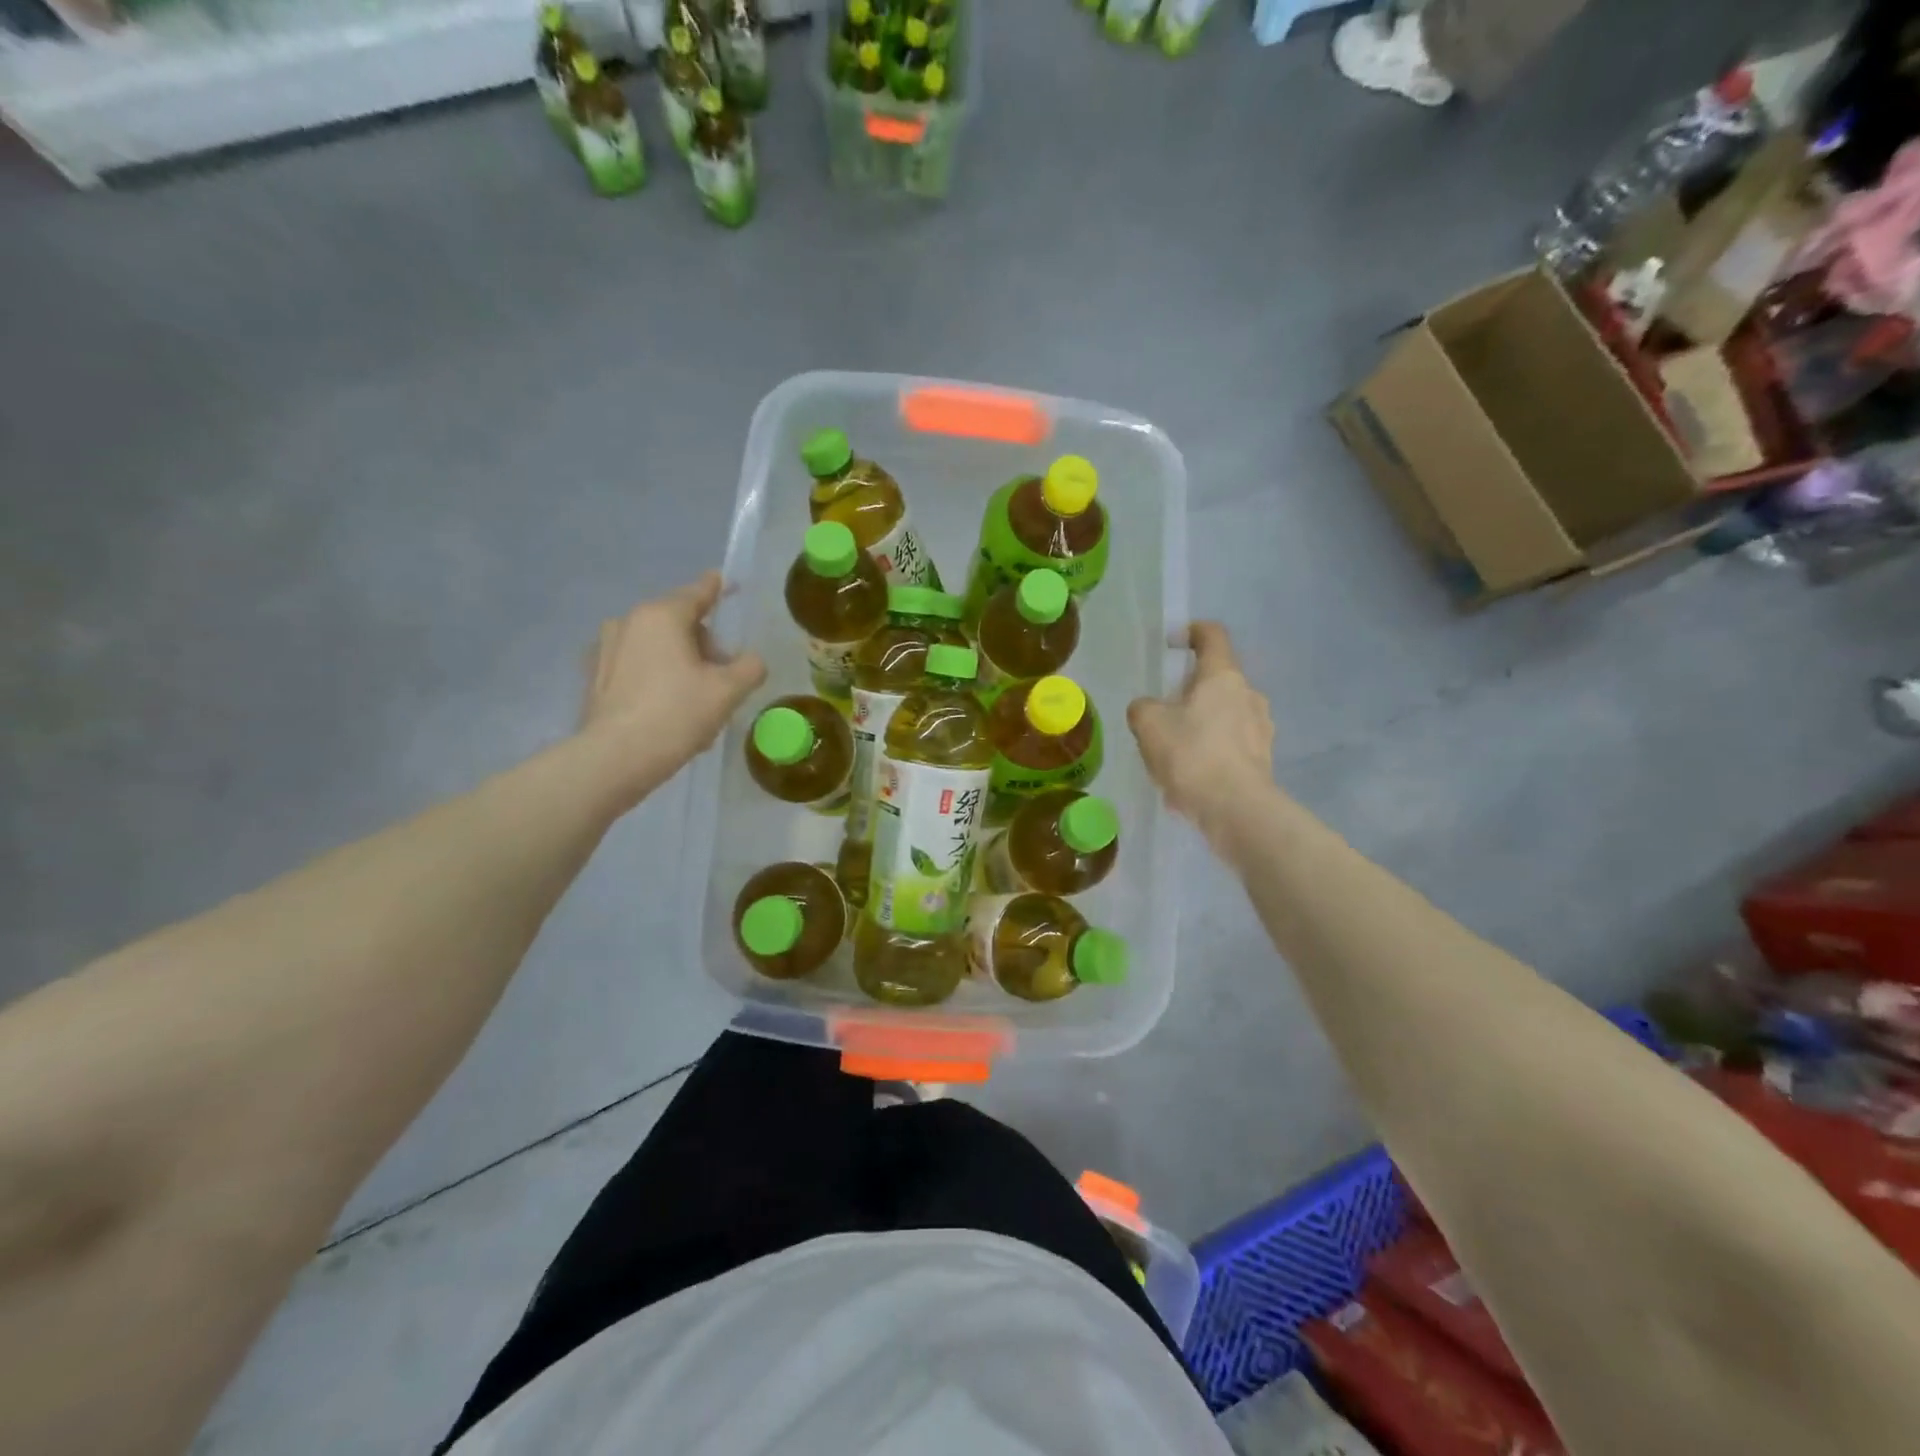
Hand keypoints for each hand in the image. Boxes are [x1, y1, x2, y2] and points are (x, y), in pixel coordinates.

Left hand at [580, 572, 765, 805]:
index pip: (698, 593)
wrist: (616, 758)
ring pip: (657, 646)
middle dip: (705, 645)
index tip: (727, 581)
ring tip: (696, 702)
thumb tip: (751, 660)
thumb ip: (750, 667)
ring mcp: (606, 649)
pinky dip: (656, 678)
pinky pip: (637, 667)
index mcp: (662, 616)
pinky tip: (666, 710)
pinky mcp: (595, 677)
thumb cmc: (676, 714)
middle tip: (722, 680)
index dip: (717, 587)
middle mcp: (629, 622)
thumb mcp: (728, 691)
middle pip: (679, 623)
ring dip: (680, 663)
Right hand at [1127, 622, 1274, 844]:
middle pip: (1217, 680)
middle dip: (1190, 691)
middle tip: (1164, 712)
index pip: (1212, 636)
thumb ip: (1143, 707)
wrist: (1235, 809)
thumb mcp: (1148, 724)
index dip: (1192, 632)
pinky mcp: (1263, 760)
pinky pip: (1231, 746)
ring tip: (1174, 752)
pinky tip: (1190, 778)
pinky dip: (1211, 753)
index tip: (1174, 642)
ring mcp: (1261, 728)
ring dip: (1201, 724)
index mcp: (1222, 676)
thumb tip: (1149, 708)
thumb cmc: (1191, 754)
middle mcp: (1248, 694)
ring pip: (1225, 714)